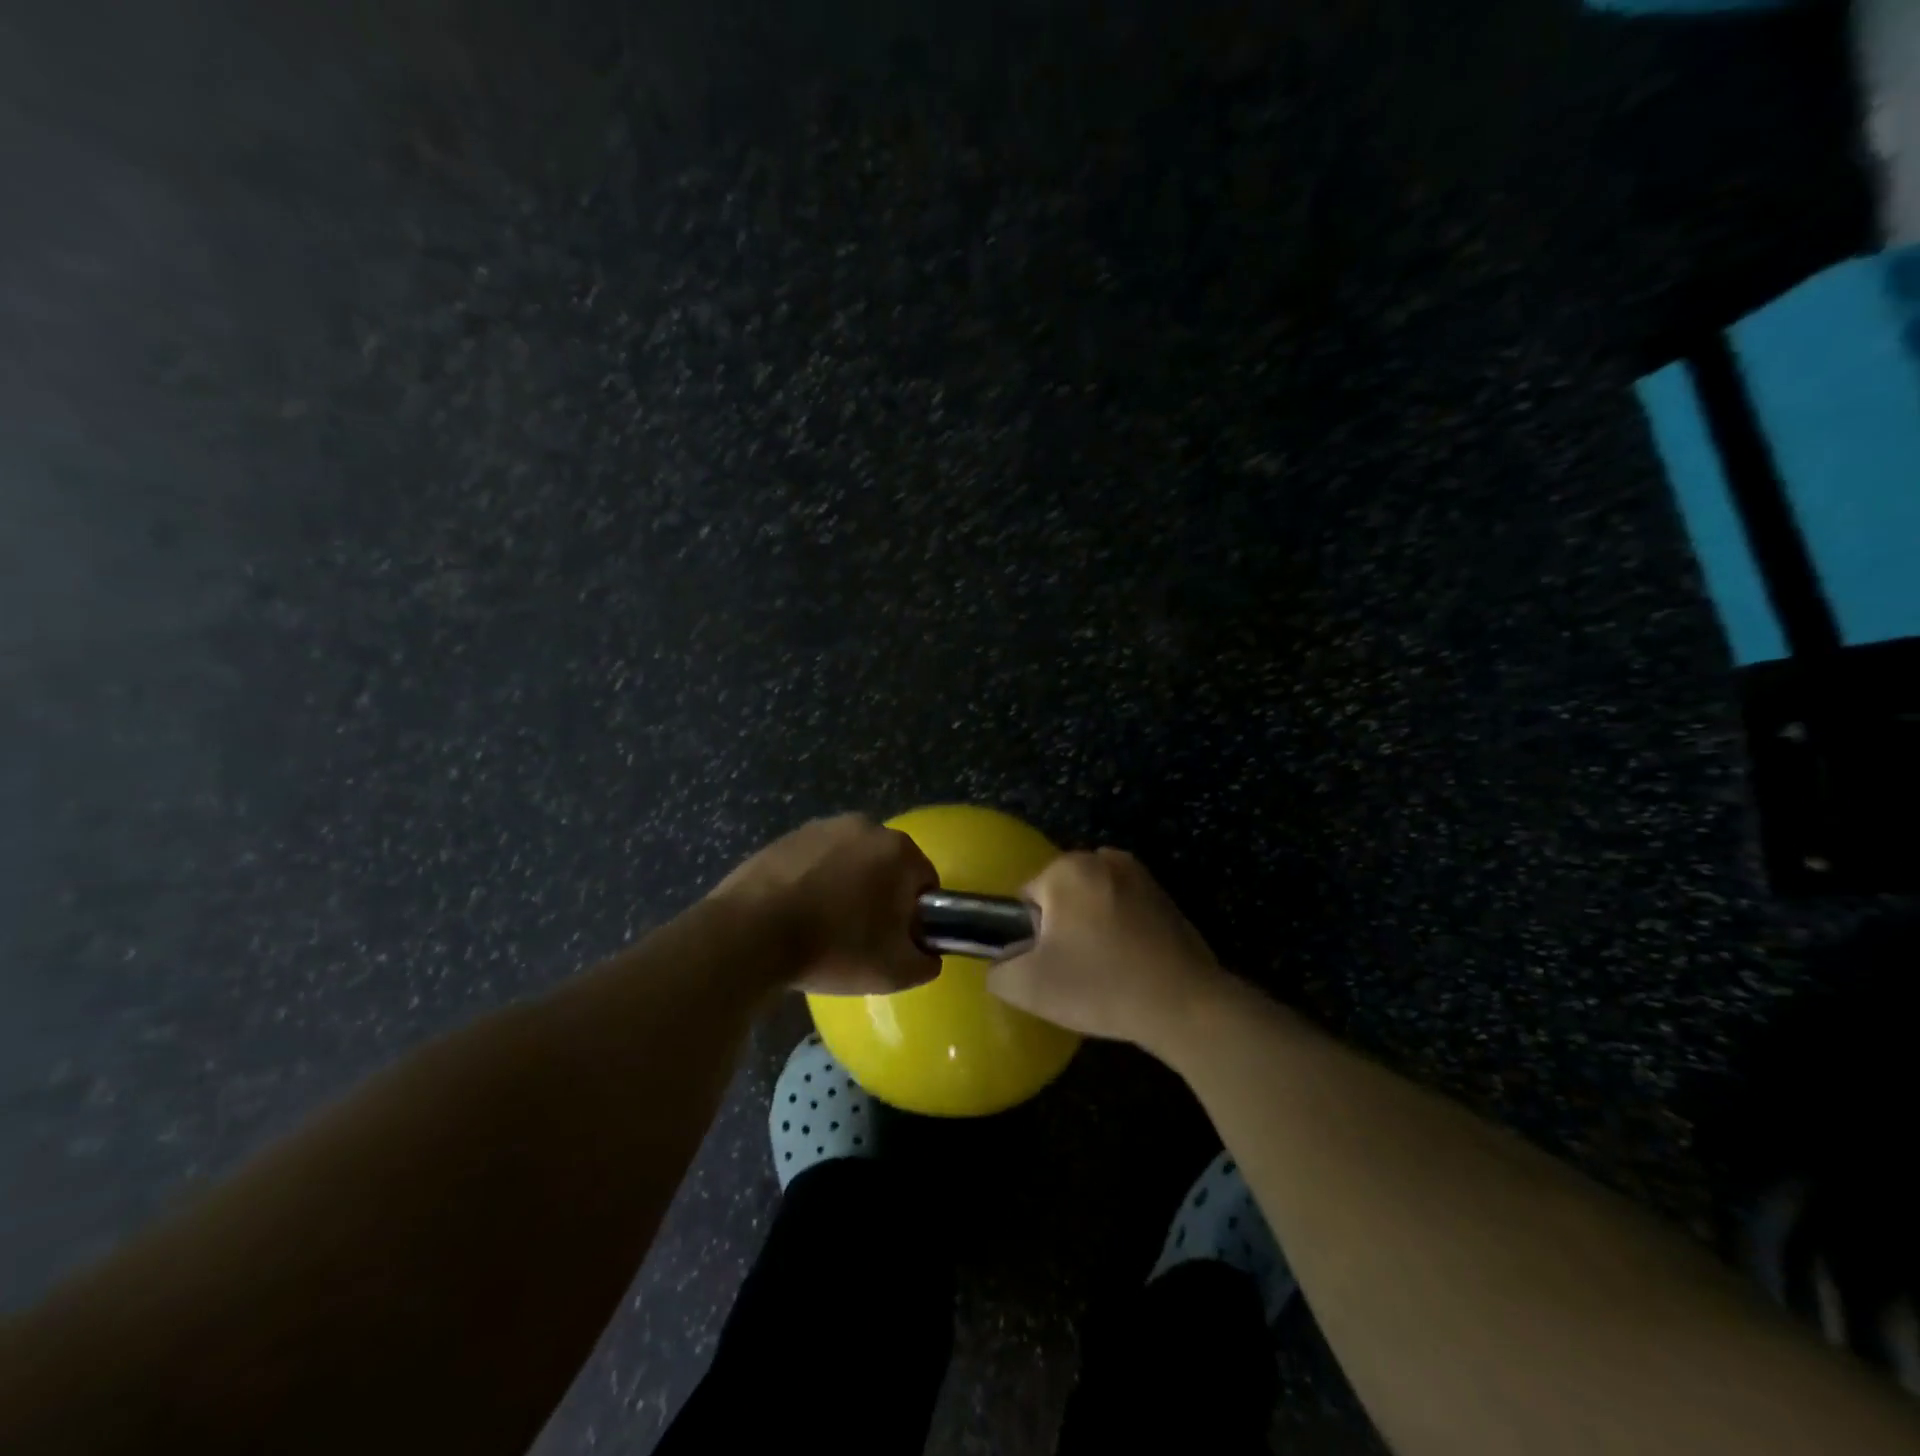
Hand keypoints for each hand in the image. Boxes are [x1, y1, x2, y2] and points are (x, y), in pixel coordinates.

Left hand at [710, 814, 940, 995]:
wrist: (751, 934)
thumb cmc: (834, 947)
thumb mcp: (894, 971)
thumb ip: (925, 962)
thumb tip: (927, 954)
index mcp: (899, 850)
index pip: (925, 882)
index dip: (915, 915)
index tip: (895, 941)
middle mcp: (865, 826)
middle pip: (887, 866)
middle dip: (880, 895)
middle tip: (861, 936)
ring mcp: (822, 827)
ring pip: (850, 861)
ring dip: (846, 885)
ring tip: (824, 926)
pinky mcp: (786, 837)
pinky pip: (814, 861)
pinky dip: (813, 881)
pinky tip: (796, 913)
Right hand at [987, 848, 1230, 1053]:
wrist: (1184, 1005)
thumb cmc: (1100, 985)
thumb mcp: (1028, 987)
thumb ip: (998, 969)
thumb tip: (1003, 962)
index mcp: (1067, 869)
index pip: (1026, 898)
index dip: (1030, 936)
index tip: (1049, 966)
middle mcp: (1103, 859)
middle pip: (1061, 896)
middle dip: (1062, 928)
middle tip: (1074, 972)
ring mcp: (1140, 875)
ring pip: (1094, 902)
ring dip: (1092, 928)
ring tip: (1104, 971)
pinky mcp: (1167, 897)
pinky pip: (1126, 910)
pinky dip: (1122, 931)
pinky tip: (1131, 966)